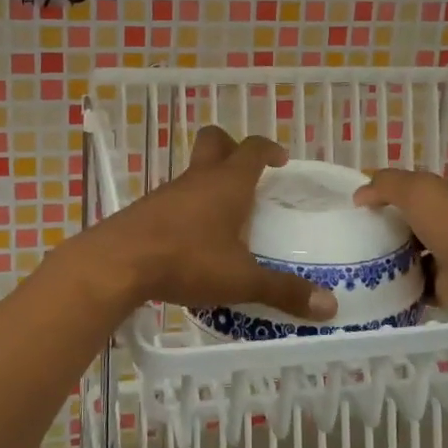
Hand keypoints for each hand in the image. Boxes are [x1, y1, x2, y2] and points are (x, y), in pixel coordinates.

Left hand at [89, 127, 337, 321]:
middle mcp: (199, 179)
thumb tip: (330, 306)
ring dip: (210, 182)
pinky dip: (189, 207)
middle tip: (248, 173)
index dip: (269, 149)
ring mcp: (168, 192)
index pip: (253, 148)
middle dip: (232, 148)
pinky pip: (175, 197)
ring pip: (194, 172)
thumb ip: (283, 291)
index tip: (281, 161)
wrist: (117, 263)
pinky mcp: (147, 210)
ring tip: (226, 216)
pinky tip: (194, 239)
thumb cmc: (187, 260)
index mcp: (228, 183)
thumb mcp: (241, 279)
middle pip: (214, 141)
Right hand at [353, 169, 447, 325]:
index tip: (344, 211)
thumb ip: (386, 185)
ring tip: (346, 270)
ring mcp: (441, 259)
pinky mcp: (441, 290)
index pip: (400, 193)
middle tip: (339, 244)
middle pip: (399, 228)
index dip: (375, 198)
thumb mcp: (418, 191)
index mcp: (435, 198)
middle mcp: (438, 226)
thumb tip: (359, 195)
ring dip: (382, 265)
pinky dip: (395, 292)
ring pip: (403, 260)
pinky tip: (368, 293)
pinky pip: (411, 289)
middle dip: (375, 234)